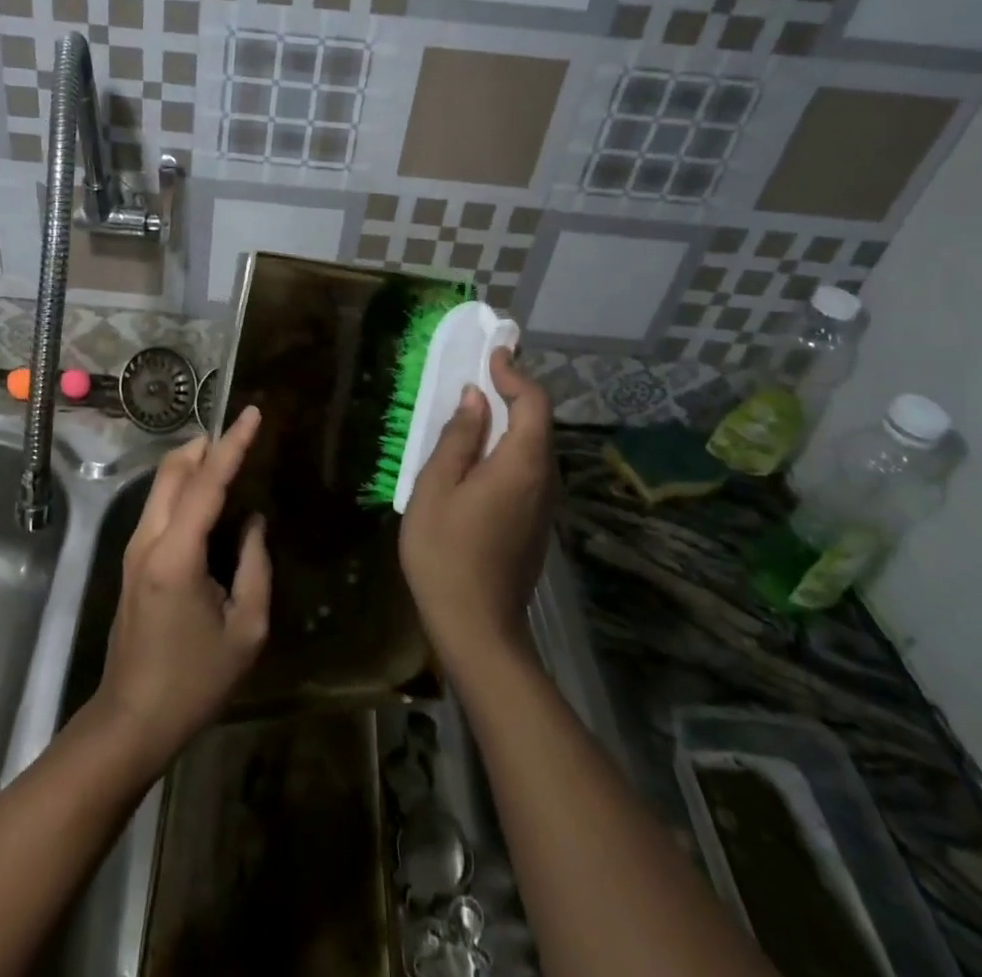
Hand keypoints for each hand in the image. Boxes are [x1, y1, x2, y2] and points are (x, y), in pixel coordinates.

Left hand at [88, 406, 270, 773]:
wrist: (133, 719)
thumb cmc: (195, 680)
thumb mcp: (246, 629)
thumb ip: (255, 566)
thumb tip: (254, 522)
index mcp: (176, 555)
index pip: (206, 483)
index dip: (232, 444)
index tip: (252, 413)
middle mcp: (148, 539)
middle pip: (173, 470)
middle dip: (207, 444)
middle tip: (243, 434)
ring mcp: (135, 548)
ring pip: (162, 484)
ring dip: (194, 463)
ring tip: (232, 459)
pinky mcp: (134, 560)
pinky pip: (160, 506)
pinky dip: (185, 487)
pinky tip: (211, 498)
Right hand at [399, 350, 555, 664]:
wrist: (477, 628)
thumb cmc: (446, 553)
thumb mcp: (437, 487)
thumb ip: (459, 438)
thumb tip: (476, 399)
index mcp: (522, 465)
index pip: (534, 404)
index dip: (515, 374)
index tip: (494, 353)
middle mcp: (544, 480)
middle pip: (540, 423)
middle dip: (515, 392)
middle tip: (484, 372)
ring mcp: (544, 505)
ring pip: (536, 447)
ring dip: (513, 419)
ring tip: (479, 405)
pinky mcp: (535, 524)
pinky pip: (529, 469)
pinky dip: (511, 446)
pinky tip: (482, 452)